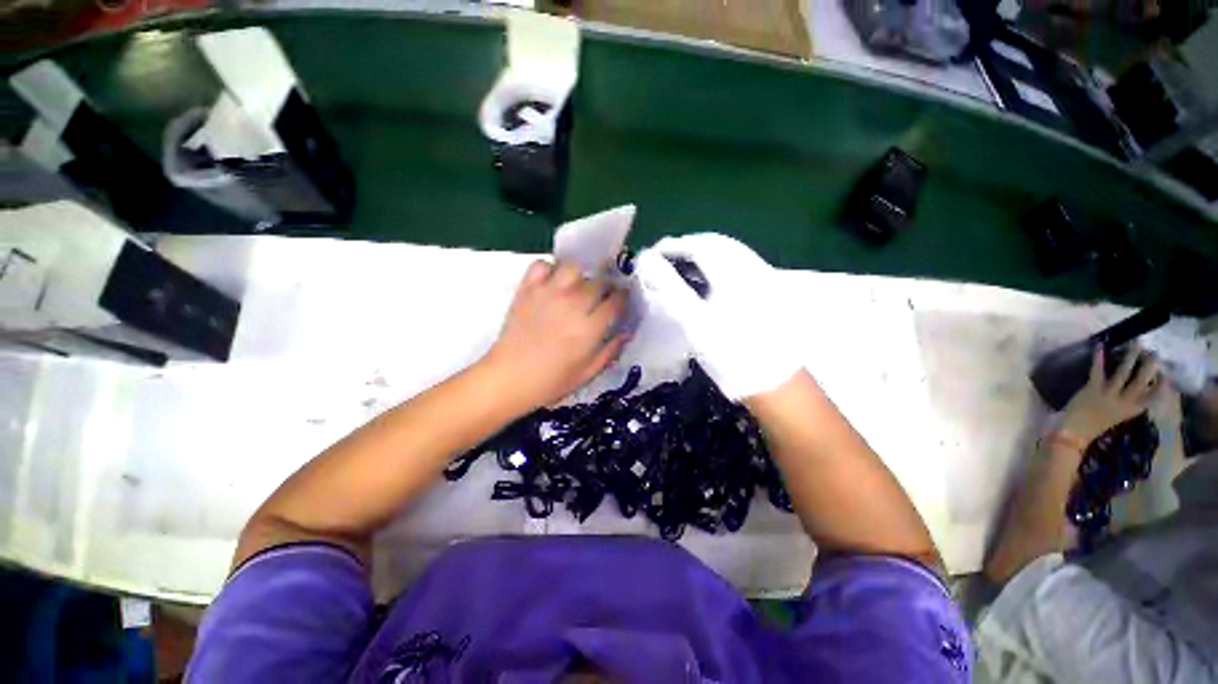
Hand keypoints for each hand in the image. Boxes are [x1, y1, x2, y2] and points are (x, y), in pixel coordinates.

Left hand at [482, 260, 627, 412]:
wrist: (508, 379)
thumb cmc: (550, 382)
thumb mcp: (587, 374)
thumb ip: (610, 351)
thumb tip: (627, 332)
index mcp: (589, 328)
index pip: (616, 301)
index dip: (622, 299)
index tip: (621, 301)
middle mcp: (572, 305)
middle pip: (598, 282)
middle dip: (606, 287)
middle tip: (601, 296)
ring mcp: (547, 294)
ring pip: (573, 267)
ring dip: (580, 275)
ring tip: (577, 287)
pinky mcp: (527, 290)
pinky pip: (541, 265)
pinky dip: (549, 269)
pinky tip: (552, 283)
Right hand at [635, 234, 802, 399]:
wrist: (775, 383)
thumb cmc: (731, 354)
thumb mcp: (696, 324)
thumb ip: (671, 290)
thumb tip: (648, 264)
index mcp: (735, 273)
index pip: (699, 245)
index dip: (673, 246)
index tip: (651, 255)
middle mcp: (752, 268)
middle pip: (716, 244)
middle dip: (688, 247)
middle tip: (663, 259)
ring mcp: (763, 279)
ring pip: (729, 253)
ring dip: (702, 254)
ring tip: (679, 266)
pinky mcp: (767, 291)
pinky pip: (737, 265)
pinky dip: (716, 265)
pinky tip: (706, 279)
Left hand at [1060, 346, 1160, 444]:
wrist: (1075, 432)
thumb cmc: (1096, 423)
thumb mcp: (1119, 414)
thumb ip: (1129, 403)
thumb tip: (1141, 388)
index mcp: (1132, 410)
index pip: (1153, 397)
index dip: (1161, 385)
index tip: (1167, 372)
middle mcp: (1124, 402)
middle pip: (1140, 382)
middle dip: (1149, 366)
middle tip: (1155, 352)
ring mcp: (1108, 395)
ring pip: (1123, 373)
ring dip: (1130, 358)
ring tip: (1137, 344)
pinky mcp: (1092, 390)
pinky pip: (1097, 371)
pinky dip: (1099, 358)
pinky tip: (1100, 346)